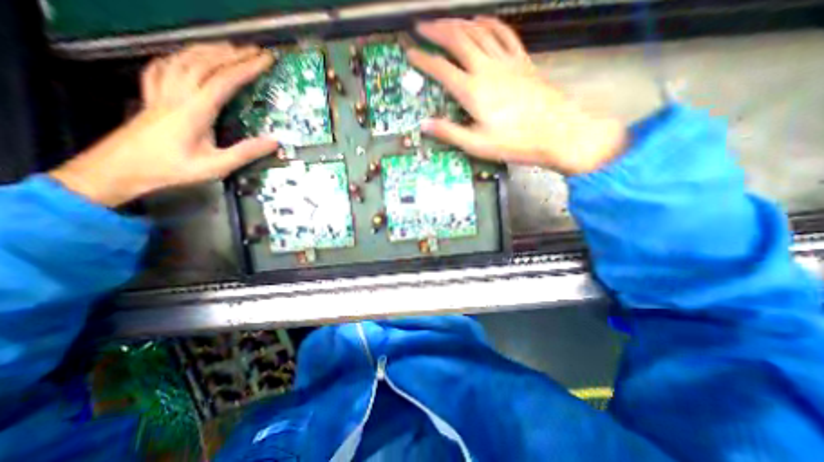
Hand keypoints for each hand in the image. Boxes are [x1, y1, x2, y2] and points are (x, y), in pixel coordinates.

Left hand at [48, 41, 277, 205]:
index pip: (224, 81)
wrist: (121, 169)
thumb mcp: (216, 166)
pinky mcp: (151, 95)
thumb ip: (245, 152)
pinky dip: (178, 57)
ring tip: (228, 47)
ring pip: (183, 59)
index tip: (265, 60)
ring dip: (208, 50)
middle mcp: (177, 94)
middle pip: (204, 63)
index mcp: (195, 110)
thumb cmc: (172, 169)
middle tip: (253, 49)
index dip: (246, 68)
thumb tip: (274, 142)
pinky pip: (163, 67)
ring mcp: (161, 91)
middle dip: (232, 54)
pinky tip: (186, 56)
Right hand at [405, 19, 625, 174]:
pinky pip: (504, 34)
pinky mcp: (522, 61)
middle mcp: (487, 69)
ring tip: (446, 21)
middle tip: (422, 26)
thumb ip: (450, 133)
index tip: (410, 53)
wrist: (557, 132)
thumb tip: (424, 125)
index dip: (423, 59)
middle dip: (437, 30)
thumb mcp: (477, 144)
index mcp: (473, 91)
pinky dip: (490, 24)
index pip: (441, 69)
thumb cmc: (515, 141)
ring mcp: (506, 62)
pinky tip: (482, 21)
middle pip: (458, 40)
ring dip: (459, 23)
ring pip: (478, 32)